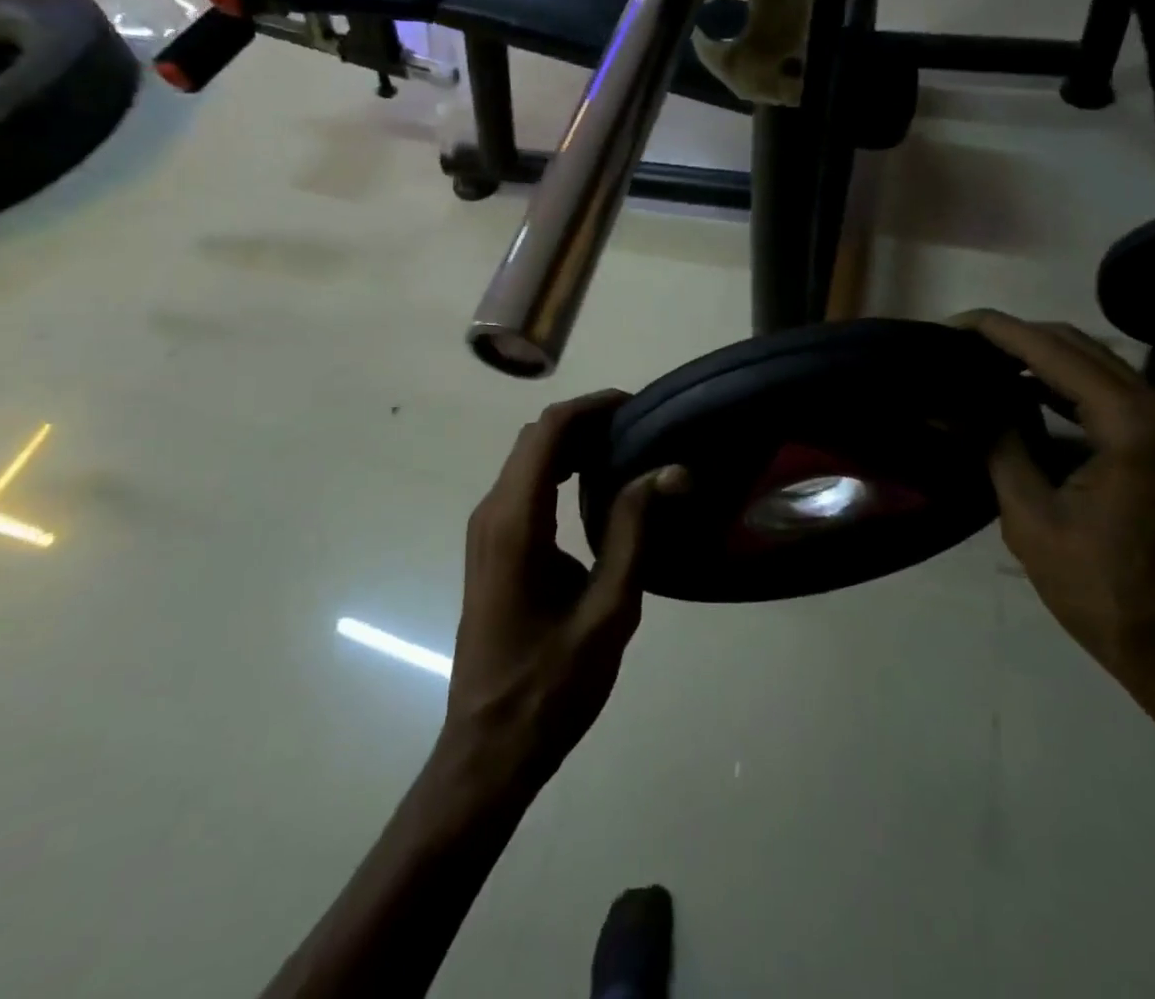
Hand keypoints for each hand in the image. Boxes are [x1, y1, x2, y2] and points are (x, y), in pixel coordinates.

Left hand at [440, 392, 688, 800]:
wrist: (489, 748)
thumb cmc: (552, 685)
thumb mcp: (609, 608)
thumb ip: (635, 530)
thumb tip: (669, 470)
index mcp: (516, 522)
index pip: (549, 432)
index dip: (592, 407)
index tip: (638, 406)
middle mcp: (492, 513)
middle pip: (535, 439)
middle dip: (585, 422)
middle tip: (640, 430)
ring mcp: (485, 531)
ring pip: (526, 460)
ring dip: (571, 445)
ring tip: (625, 451)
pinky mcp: (490, 548)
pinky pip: (523, 487)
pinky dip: (557, 471)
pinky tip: (595, 489)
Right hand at [954, 310, 1154, 707]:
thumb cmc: (1108, 595)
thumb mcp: (1033, 519)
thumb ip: (999, 446)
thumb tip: (957, 406)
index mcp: (1131, 424)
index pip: (1052, 350)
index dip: (996, 331)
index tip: (949, 325)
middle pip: (1079, 346)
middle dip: (1016, 338)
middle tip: (959, 344)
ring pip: (1097, 366)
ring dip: (1040, 359)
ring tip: (981, 363)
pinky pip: (1112, 395)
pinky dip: (1066, 388)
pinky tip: (1025, 396)